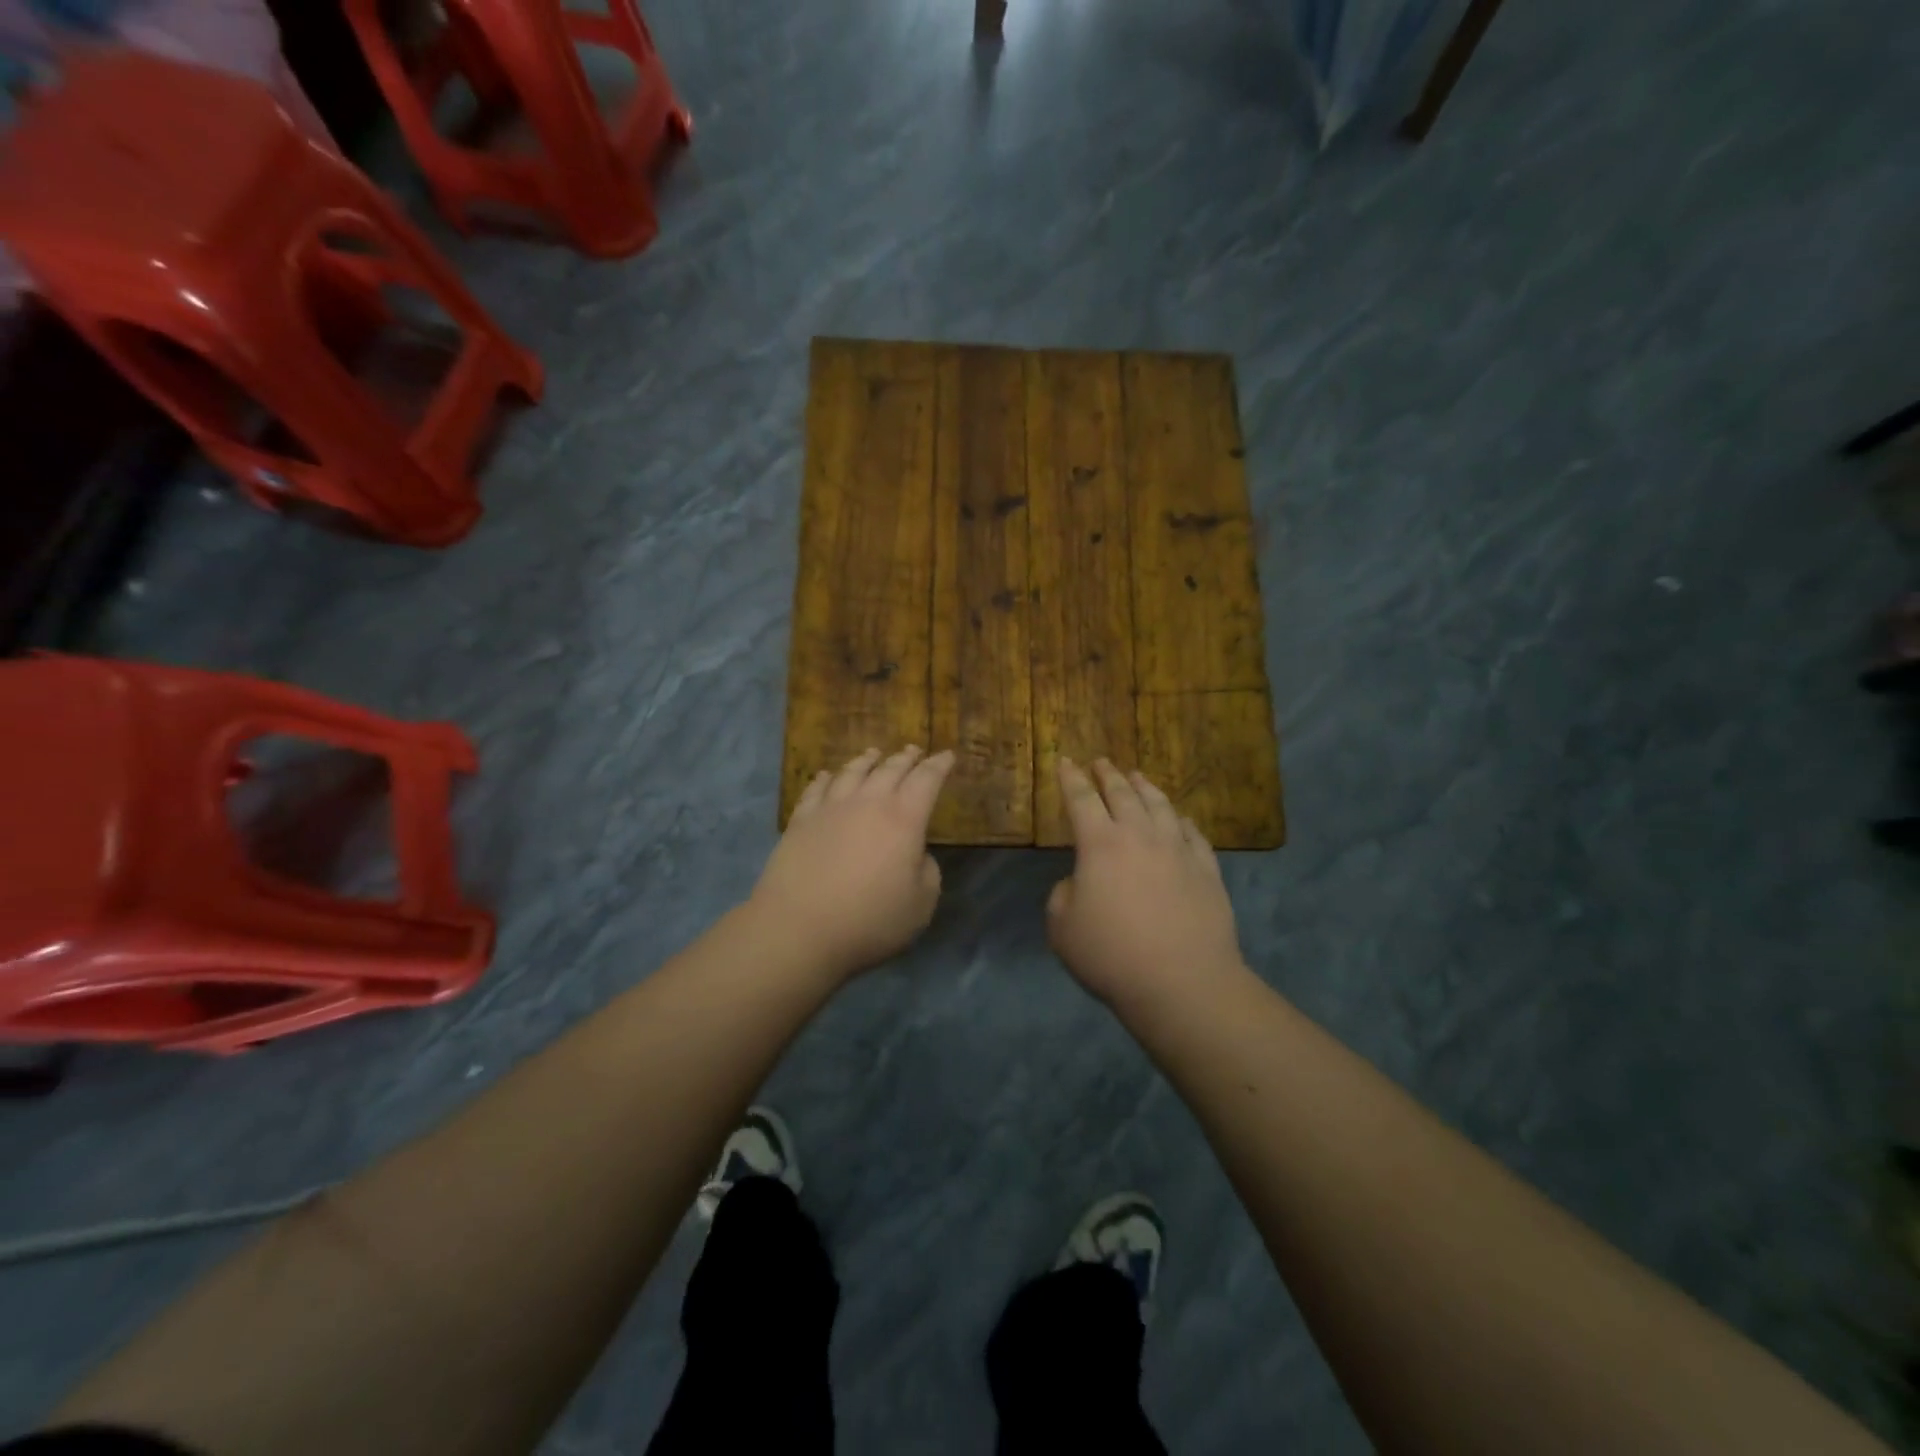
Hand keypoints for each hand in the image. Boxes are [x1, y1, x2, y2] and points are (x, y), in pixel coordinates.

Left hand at [750, 746, 954, 979]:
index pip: (927, 780)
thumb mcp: (921, 904)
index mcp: (904, 819)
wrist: (799, 928)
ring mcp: (830, 808)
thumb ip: (927, 872)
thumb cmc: (870, 920)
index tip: (947, 756)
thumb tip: (916, 854)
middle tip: (914, 751)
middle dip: (906, 758)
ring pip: (852, 772)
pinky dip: (827, 778)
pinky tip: (828, 776)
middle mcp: (868, 802)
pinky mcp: (800, 820)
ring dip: (867, 760)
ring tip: (874, 754)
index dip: (939, 765)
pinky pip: (817, 789)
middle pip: (890, 769)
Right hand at [1047, 758, 1247, 1007]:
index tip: (1065, 760)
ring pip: (1160, 806)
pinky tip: (1180, 818)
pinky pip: (1194, 835)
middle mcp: (1141, 836)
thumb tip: (1081, 882)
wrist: (1182, 982)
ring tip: (1138, 777)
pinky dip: (1182, 821)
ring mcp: (1179, 851)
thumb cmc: (1111, 955)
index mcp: (1100, 844)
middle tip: (1101, 761)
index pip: (1081, 799)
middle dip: (1108, 775)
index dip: (1070, 778)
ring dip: (1145, 788)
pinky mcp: (1207, 870)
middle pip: (1123, 794)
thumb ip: (1063, 894)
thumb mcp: (1062, 927)